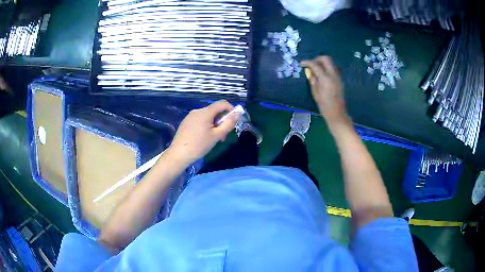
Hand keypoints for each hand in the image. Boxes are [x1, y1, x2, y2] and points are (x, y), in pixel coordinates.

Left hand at [167, 100, 238, 165]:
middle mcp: (197, 111)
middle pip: (214, 111)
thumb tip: (238, 114)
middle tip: (224, 135)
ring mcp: (190, 116)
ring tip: (214, 138)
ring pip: (207, 116)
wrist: (179, 154)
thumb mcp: (217, 136)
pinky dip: (206, 125)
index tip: (234, 120)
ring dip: (214, 124)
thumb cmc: (199, 145)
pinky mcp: (186, 122)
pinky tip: (204, 138)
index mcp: (205, 112)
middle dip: (222, 120)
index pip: (222, 103)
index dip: (231, 109)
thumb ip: (228, 124)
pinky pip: (200, 120)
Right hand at [301, 56, 349, 129]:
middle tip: (310, 65)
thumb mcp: (315, 93)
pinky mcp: (339, 80)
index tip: (301, 64)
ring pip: (330, 63)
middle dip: (317, 59)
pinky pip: (332, 69)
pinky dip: (326, 68)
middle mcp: (333, 75)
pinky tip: (321, 75)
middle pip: (326, 59)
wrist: (337, 114)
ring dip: (322, 63)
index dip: (307, 62)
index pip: (315, 64)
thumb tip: (309, 72)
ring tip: (315, 70)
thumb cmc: (324, 106)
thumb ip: (313, 80)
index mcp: (325, 78)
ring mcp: (337, 77)